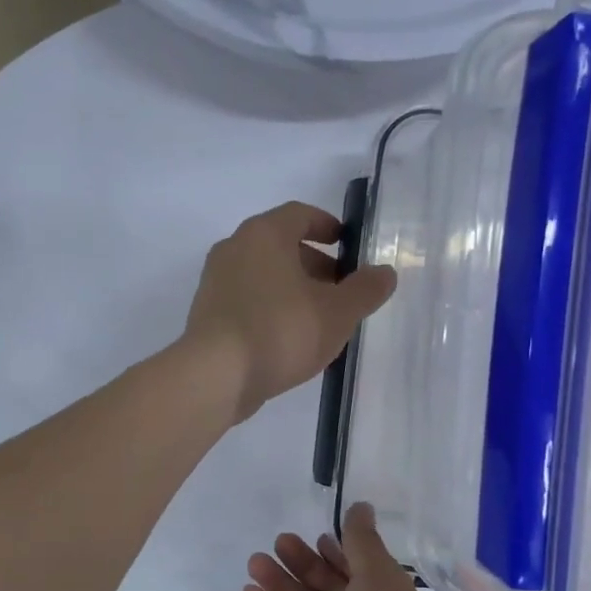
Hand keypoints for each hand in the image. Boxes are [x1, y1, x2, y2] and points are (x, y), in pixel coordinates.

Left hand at [184, 202, 395, 423]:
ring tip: (321, 320)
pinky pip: (247, 300)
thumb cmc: (281, 331)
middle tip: (343, 291)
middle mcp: (234, 248)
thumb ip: (365, 290)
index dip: (328, 226)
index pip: (300, 214)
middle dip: (316, 264)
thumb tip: (384, 273)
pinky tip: (290, 339)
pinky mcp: (207, 313)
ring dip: (294, 289)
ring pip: (264, 275)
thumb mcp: (337, 312)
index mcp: (264, 234)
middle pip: (281, 246)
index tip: (349, 246)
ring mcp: (215, 281)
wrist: (215, 376)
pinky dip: (271, 309)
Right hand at [242, 502, 465, 590]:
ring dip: (279, 584)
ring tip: (256, 561)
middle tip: (280, 542)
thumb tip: (361, 506)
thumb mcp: (381, 581)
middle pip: (325, 587)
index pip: (358, 571)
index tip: (317, 535)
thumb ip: (363, 543)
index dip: (338, 552)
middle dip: (303, 563)